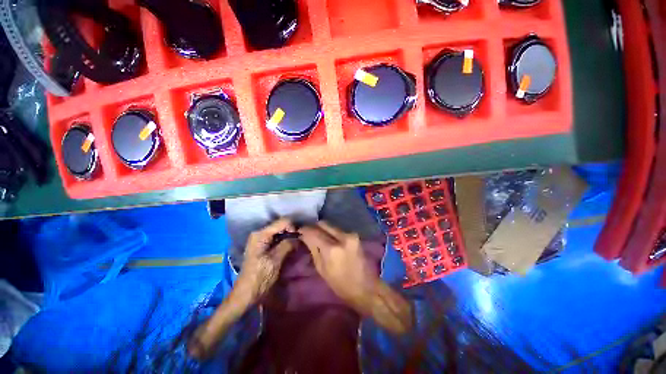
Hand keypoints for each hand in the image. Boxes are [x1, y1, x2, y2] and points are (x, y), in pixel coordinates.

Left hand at [235, 218, 295, 303]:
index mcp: (261, 234)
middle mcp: (260, 233)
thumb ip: (287, 245)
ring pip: (280, 232)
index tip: (299, 238)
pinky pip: (277, 238)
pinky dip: (285, 241)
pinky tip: (289, 249)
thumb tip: (299, 238)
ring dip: (289, 237)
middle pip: (281, 225)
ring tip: (296, 246)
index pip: (283, 221)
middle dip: (292, 232)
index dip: (293, 227)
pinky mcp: (263, 246)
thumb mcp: (275, 260)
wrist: (246, 295)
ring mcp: (261, 239)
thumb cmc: (259, 278)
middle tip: (299, 242)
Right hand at [298, 221, 378, 313]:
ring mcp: (350, 235)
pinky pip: (338, 230)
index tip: (299, 230)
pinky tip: (328, 238)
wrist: (365, 287)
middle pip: (324, 224)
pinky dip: (331, 232)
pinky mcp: (355, 235)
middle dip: (314, 226)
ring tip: (317, 234)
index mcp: (332, 249)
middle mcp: (342, 237)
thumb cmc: (340, 284)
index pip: (314, 232)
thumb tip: (304, 236)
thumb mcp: (322, 269)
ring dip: (323, 229)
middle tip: (307, 231)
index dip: (305, 229)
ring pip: (331, 225)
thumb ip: (313, 248)